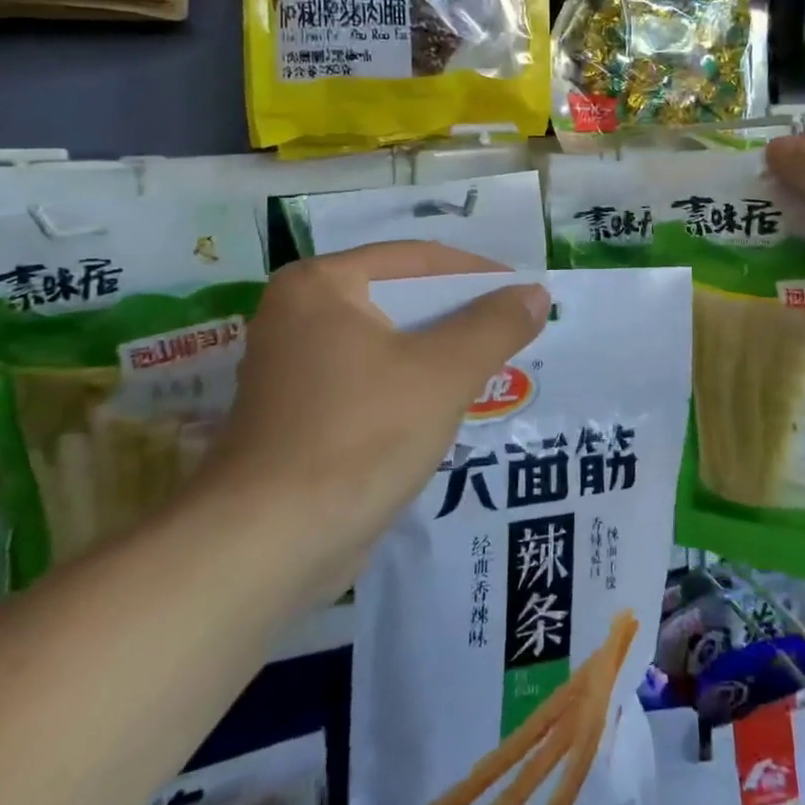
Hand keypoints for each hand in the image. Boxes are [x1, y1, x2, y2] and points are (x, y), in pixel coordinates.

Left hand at [195, 242, 548, 606]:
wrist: (268, 545)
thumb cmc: (359, 436)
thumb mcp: (443, 374)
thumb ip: (494, 326)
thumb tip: (535, 294)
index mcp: (320, 284)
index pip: (416, 259)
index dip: (477, 273)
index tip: (524, 294)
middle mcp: (296, 313)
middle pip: (398, 299)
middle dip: (458, 318)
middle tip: (511, 333)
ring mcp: (290, 365)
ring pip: (384, 344)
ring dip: (436, 355)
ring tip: (490, 368)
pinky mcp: (295, 412)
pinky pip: (367, 380)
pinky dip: (407, 386)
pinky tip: (445, 409)